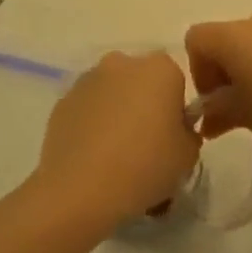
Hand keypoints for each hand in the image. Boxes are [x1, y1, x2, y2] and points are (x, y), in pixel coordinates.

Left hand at [34, 50, 199, 229]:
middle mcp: (123, 63)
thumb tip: (176, 130)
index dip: (175, 110)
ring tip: (115, 157)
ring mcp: (88, 80)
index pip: (176, 82)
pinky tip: (92, 159)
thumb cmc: (145, 165)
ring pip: (112, 93)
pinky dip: (92, 125)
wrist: (81, 189)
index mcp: (160, 68)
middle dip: (145, 106)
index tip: (171, 138)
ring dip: (117, 114)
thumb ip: (188, 133)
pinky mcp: (62, 101)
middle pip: (141, 82)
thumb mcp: (188, 156)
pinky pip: (87, 109)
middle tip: (145, 146)